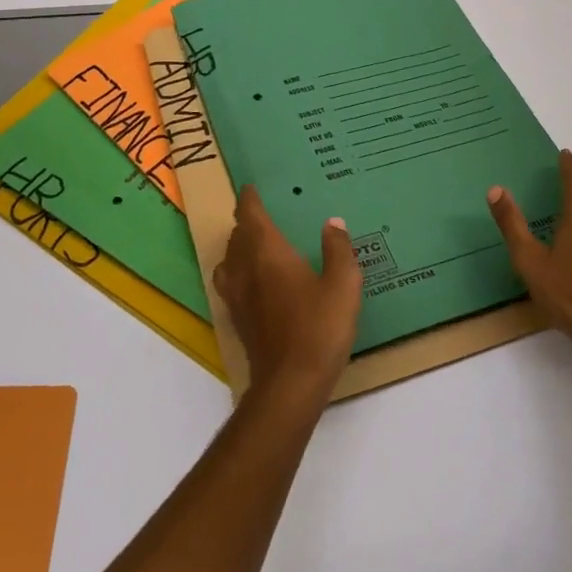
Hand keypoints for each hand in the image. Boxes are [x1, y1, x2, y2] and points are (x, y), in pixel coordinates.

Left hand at [214, 187, 363, 405]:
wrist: (290, 384)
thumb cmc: (319, 328)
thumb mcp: (342, 285)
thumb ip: (338, 250)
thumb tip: (332, 223)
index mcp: (268, 252)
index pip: (251, 216)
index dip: (249, 200)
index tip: (250, 188)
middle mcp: (246, 268)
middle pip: (238, 236)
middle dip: (246, 221)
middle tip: (260, 213)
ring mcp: (237, 295)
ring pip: (229, 259)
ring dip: (238, 246)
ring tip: (254, 244)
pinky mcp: (238, 318)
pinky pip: (230, 282)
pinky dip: (237, 270)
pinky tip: (254, 281)